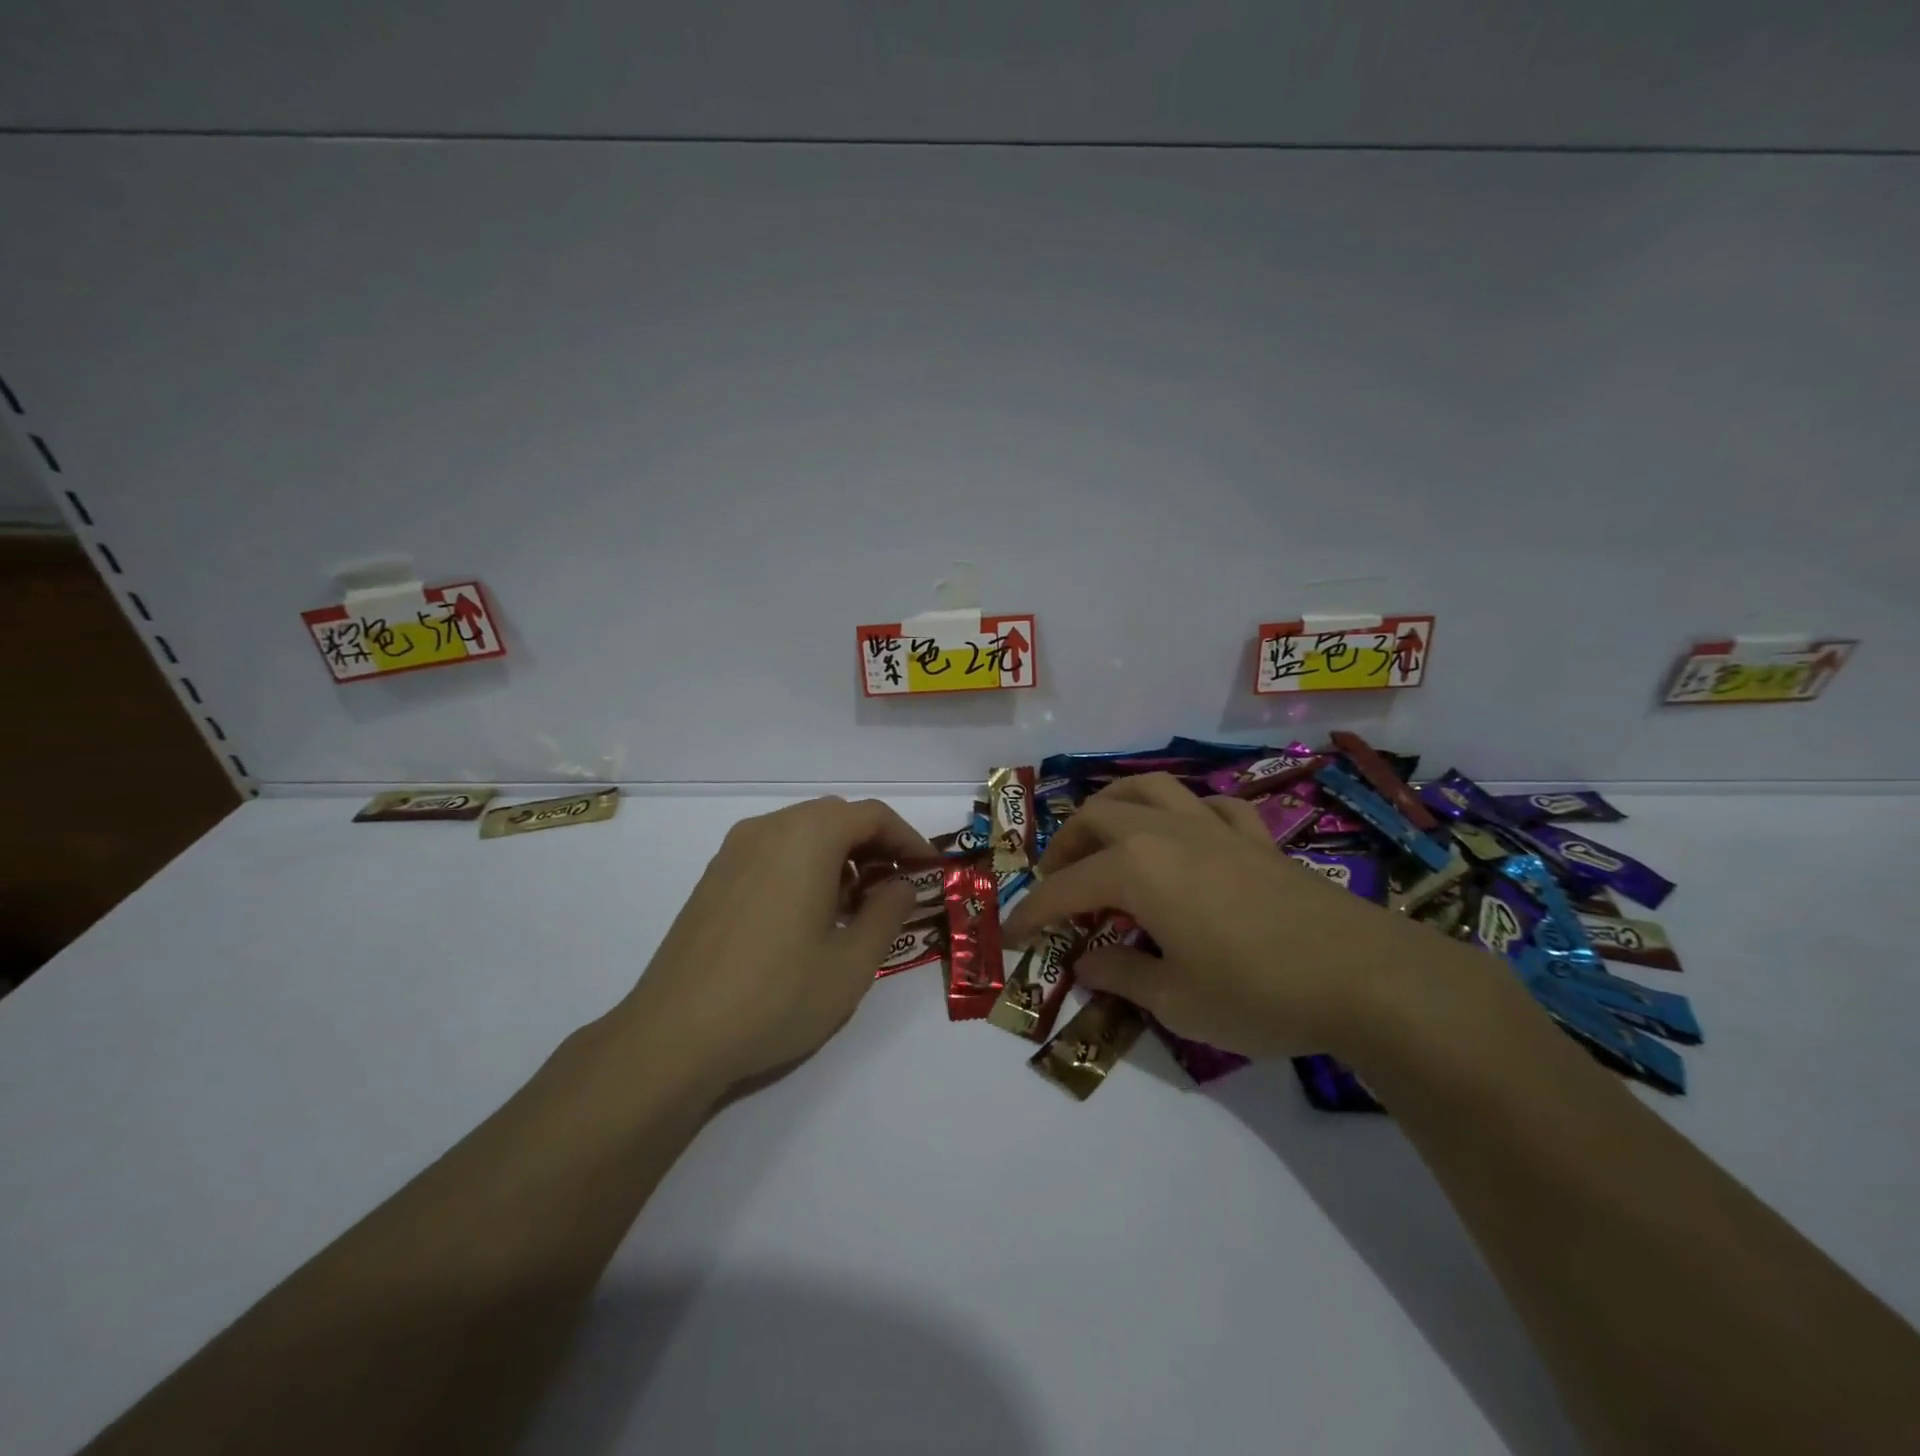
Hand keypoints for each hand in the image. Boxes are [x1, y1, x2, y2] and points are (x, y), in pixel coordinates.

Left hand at [613, 796, 935, 1099]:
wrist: (674, 1036)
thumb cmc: (777, 996)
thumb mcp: (852, 962)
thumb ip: (888, 912)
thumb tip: (900, 885)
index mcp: (807, 837)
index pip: (872, 815)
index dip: (908, 838)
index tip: (928, 870)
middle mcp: (768, 829)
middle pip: (835, 817)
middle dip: (873, 844)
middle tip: (896, 885)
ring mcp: (733, 852)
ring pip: (801, 832)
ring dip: (837, 855)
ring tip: (854, 905)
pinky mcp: (713, 878)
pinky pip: (772, 852)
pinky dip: (803, 866)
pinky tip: (808, 916)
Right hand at [1002, 774, 1431, 1058]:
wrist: (1362, 976)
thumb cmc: (1256, 992)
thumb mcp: (1175, 1001)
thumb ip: (1120, 975)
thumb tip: (1084, 961)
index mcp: (1135, 870)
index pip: (1064, 886)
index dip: (1031, 910)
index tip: (1011, 932)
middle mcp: (1165, 833)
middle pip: (1097, 816)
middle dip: (1065, 846)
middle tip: (1058, 883)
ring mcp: (1213, 828)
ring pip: (1149, 788)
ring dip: (1115, 806)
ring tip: (1106, 836)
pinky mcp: (1255, 836)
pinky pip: (1209, 806)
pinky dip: (1185, 814)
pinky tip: (1187, 837)